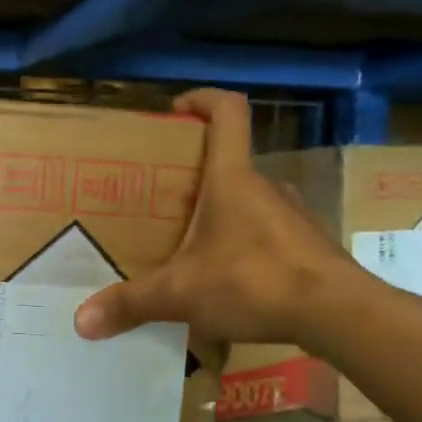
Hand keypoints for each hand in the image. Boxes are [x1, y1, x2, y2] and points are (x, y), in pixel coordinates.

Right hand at [73, 88, 354, 346]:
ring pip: (249, 202)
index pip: (227, 111)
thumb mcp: (181, 294)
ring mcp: (292, 217)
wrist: (340, 314)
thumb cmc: (254, 281)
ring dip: (220, 215)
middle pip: (229, 162)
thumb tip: (82, 321)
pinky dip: (244, 249)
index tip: (175, 110)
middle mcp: (265, 187)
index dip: (202, 99)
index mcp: (232, 178)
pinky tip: (227, 282)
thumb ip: (131, 304)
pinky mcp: (308, 248)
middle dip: (194, 176)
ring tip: (189, 247)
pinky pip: (267, 236)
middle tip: (162, 201)